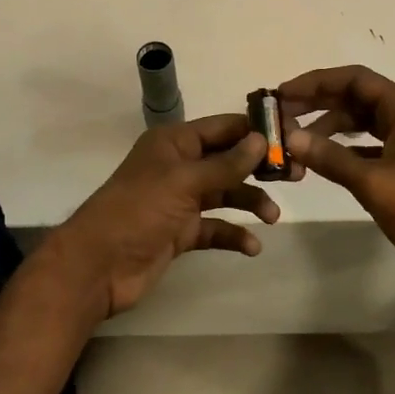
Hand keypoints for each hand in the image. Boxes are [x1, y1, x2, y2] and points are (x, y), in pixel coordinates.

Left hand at [44, 115, 277, 318]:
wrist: (98, 266)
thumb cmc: (138, 211)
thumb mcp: (183, 181)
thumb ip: (225, 163)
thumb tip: (260, 139)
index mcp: (174, 142)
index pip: (222, 127)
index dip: (255, 130)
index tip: (291, 136)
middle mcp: (179, 166)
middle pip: (227, 159)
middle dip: (259, 167)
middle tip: (296, 175)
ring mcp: (179, 200)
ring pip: (224, 193)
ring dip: (250, 202)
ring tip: (274, 216)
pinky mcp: (180, 232)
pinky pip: (215, 227)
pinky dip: (234, 234)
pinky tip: (252, 246)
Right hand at [280, 66, 394, 282]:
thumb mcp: (373, 183)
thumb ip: (330, 157)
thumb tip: (289, 137)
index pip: (355, 79)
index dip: (317, 82)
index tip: (283, 94)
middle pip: (356, 96)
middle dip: (318, 103)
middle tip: (281, 115)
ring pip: (361, 121)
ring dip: (329, 128)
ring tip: (296, 142)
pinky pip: (368, 144)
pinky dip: (344, 148)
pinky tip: (321, 160)